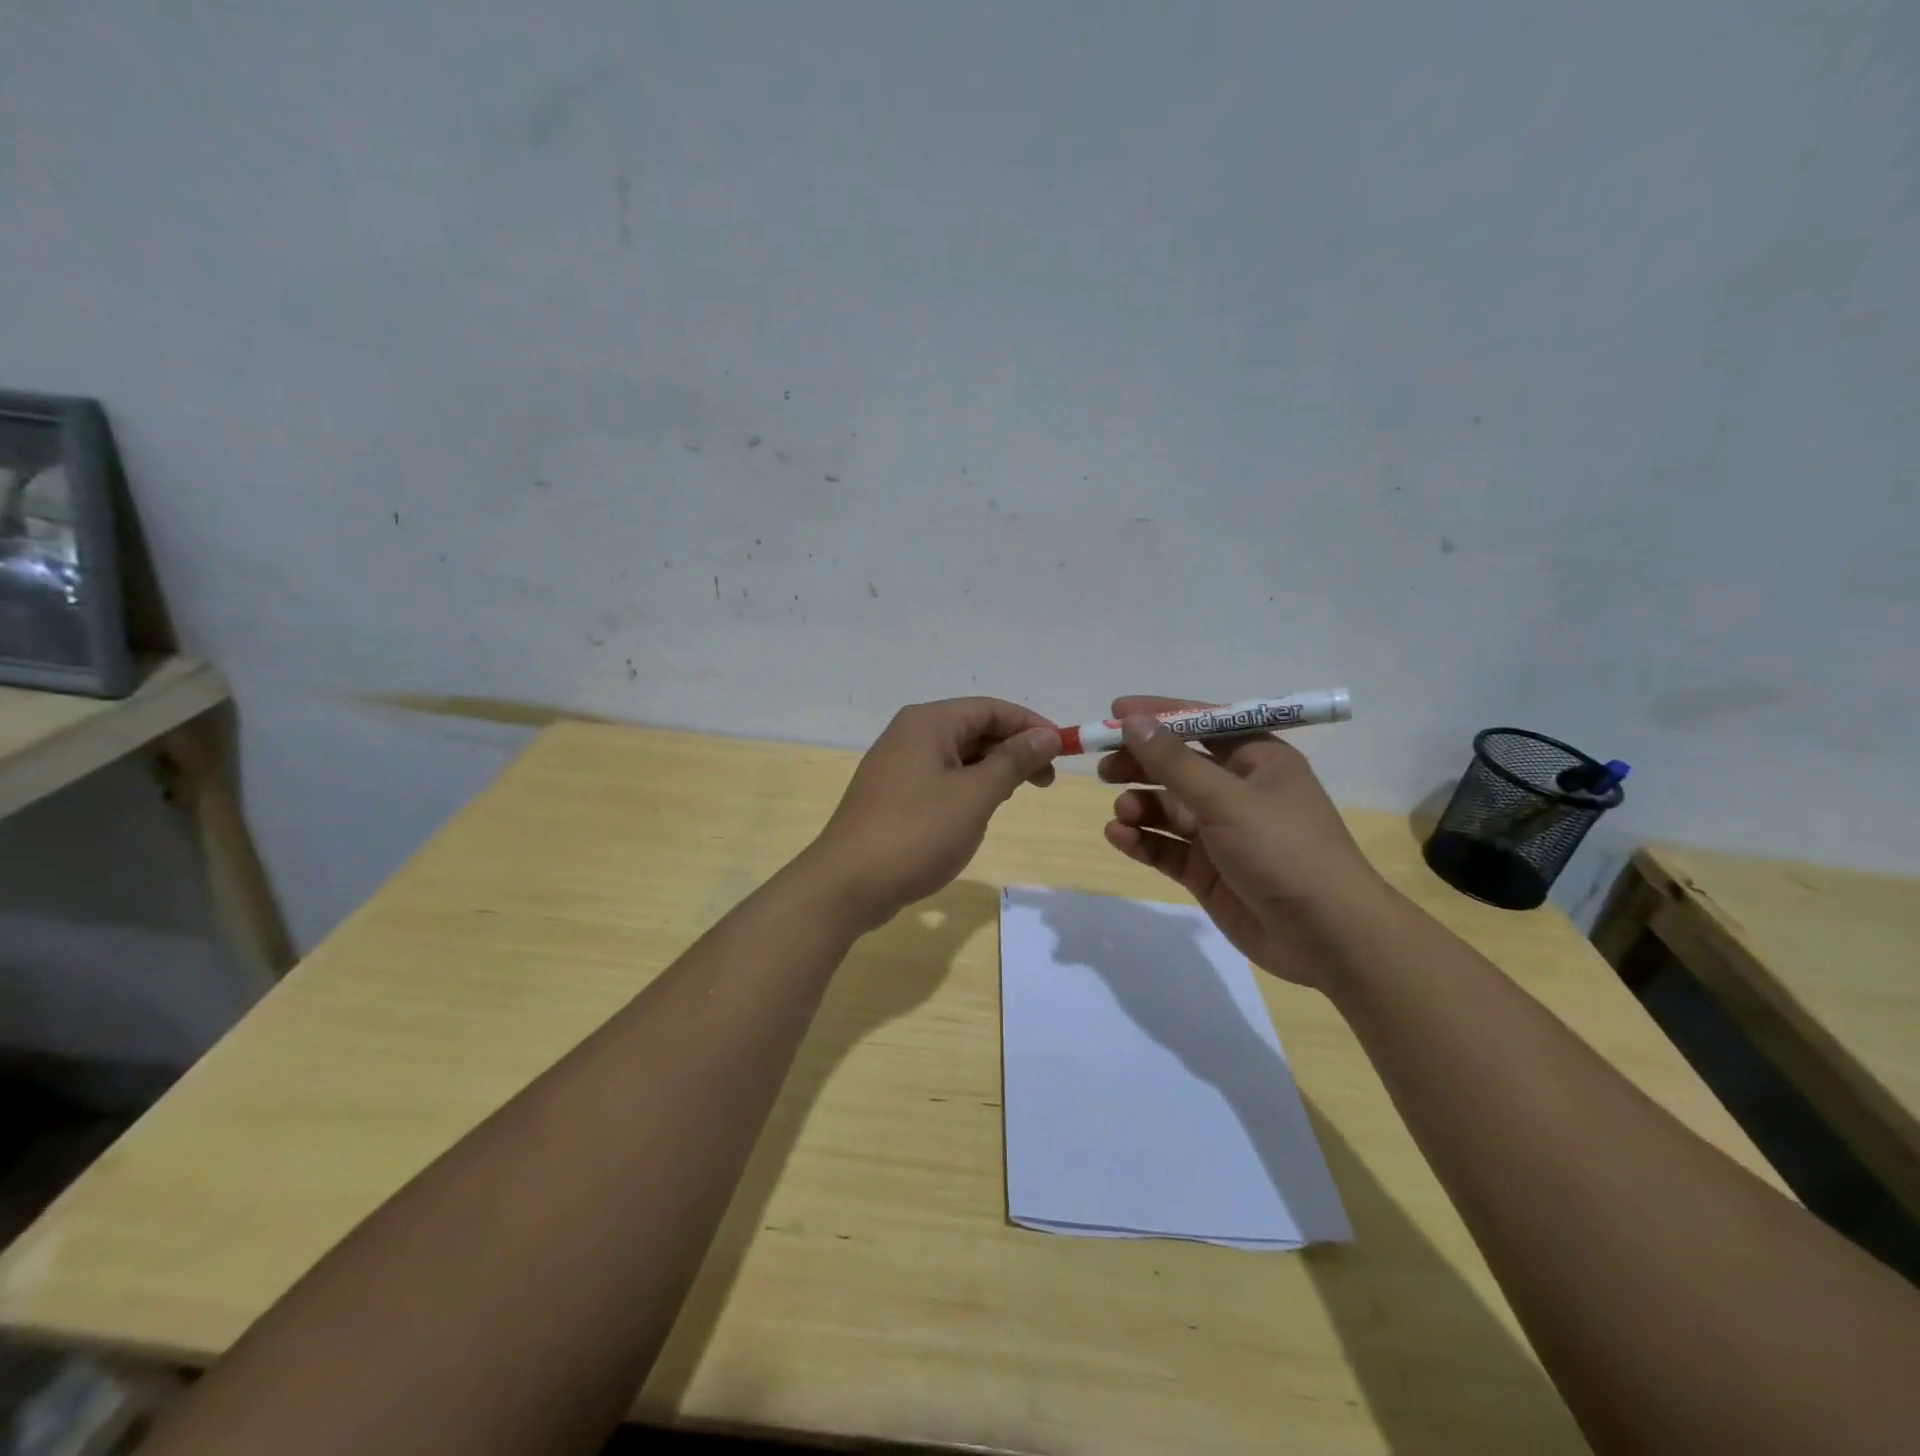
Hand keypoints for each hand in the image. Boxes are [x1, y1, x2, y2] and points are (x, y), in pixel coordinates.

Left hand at [808, 697, 1061, 929]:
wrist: (847, 884)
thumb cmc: (917, 833)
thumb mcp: (975, 796)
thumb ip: (1013, 761)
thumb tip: (1046, 736)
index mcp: (929, 722)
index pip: (991, 709)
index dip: (1031, 726)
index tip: (1064, 751)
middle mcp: (910, 733)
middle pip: (974, 728)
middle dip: (1013, 750)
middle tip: (1046, 782)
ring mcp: (897, 764)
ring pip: (958, 755)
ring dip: (992, 770)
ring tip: (1016, 796)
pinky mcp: (892, 793)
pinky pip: (940, 777)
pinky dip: (967, 787)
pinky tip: (979, 811)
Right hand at [1099, 695, 1390, 985]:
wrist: (1327, 936)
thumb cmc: (1284, 850)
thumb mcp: (1227, 799)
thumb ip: (1174, 762)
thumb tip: (1133, 721)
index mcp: (1257, 760)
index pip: (1202, 723)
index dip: (1159, 715)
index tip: (1115, 711)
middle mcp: (1238, 791)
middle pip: (1178, 766)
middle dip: (1140, 763)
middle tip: (1103, 766)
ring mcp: (1221, 833)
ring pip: (1167, 808)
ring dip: (1140, 804)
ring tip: (1122, 811)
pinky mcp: (1207, 870)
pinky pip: (1166, 846)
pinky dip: (1141, 839)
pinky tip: (1119, 835)